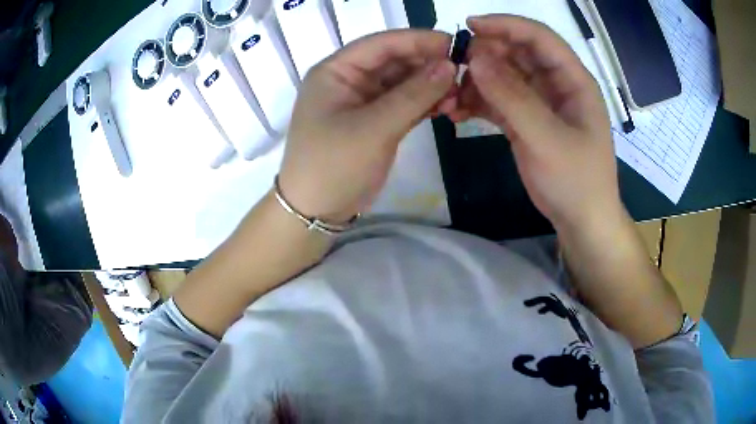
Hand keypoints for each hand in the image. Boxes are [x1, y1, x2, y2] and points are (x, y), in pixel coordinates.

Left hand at [278, 30, 455, 222]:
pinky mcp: (376, 121)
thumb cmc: (334, 165)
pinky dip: (425, 103)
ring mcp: (363, 101)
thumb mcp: (374, 128)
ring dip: (430, 86)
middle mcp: (349, 80)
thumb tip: (449, 66)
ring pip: (403, 82)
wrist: (316, 211)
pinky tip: (447, 107)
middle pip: (394, 61)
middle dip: (428, 66)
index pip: (381, 44)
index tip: (453, 44)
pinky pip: (404, 103)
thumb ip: (413, 95)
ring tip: (458, 96)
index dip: (417, 40)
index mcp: (336, 71)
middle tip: (463, 75)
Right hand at [452, 15, 620, 229]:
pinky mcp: (527, 122)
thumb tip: (476, 58)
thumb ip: (512, 97)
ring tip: (452, 95)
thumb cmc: (576, 181)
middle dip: (487, 55)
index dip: (507, 26)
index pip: (540, 38)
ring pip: (505, 77)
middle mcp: (557, 85)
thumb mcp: (546, 138)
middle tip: (455, 66)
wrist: (582, 222)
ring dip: (478, 81)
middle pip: (519, 54)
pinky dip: (478, 102)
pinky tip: (459, 111)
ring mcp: (541, 104)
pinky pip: (499, 101)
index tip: (471, 26)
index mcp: (574, 81)